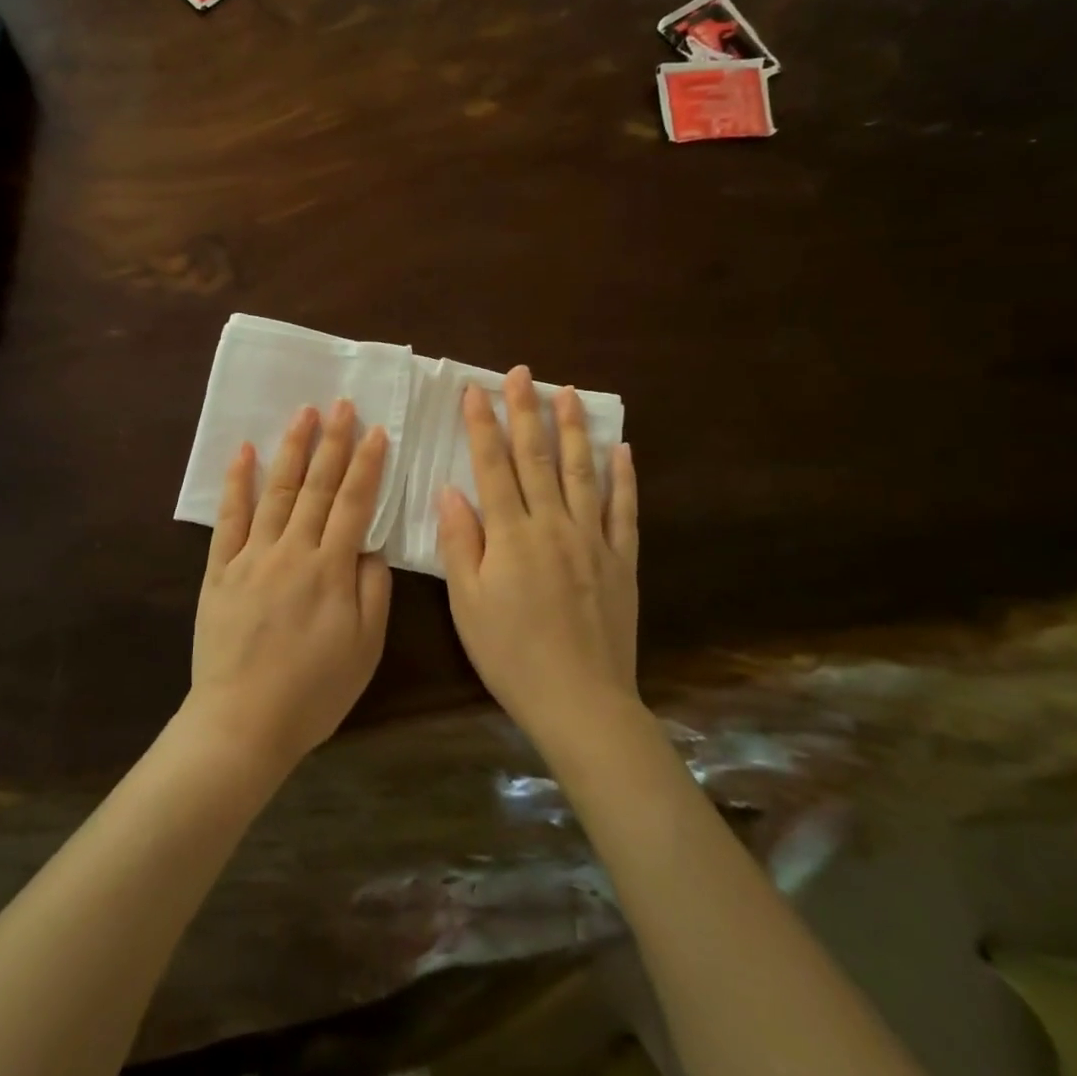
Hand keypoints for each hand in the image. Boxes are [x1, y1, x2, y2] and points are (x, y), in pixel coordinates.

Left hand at [186, 400, 392, 773]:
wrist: (242, 723)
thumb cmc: (313, 692)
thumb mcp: (364, 649)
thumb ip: (373, 592)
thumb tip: (371, 546)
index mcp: (331, 570)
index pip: (353, 504)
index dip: (366, 465)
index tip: (375, 431)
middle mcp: (292, 551)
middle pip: (316, 487)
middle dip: (332, 442)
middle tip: (341, 404)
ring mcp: (251, 556)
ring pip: (276, 491)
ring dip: (291, 449)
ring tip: (303, 413)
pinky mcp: (219, 568)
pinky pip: (228, 517)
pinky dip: (237, 482)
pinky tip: (245, 452)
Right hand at [437, 367, 640, 755]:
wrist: (581, 701)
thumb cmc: (511, 654)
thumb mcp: (467, 604)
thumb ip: (461, 543)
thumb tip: (451, 491)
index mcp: (512, 535)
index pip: (492, 466)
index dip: (482, 425)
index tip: (474, 390)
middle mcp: (553, 525)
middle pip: (537, 457)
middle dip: (525, 411)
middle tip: (522, 374)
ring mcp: (593, 540)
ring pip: (582, 472)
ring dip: (573, 429)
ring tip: (567, 393)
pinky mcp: (622, 560)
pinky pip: (624, 510)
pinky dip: (624, 477)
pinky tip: (621, 449)